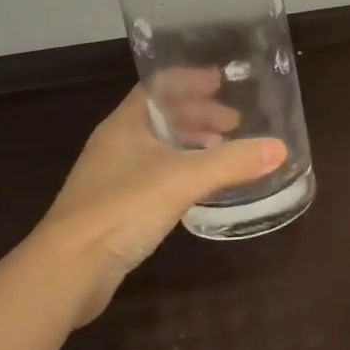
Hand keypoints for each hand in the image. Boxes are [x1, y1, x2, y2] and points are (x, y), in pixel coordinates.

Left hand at [33, 87, 285, 324]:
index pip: (159, 87)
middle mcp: (116, 143)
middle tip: (233, 123)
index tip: (221, 82)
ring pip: (158, 147)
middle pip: (160, 116)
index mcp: (125, 123)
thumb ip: (232, 162)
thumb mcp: (184, 178)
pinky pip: (154, 175)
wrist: (69, 268)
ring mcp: (111, 176)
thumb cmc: (123, 207)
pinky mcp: (114, 207)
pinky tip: (198, 188)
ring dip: (190, 144)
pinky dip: (180, 172)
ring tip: (222, 152)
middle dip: (198, 115)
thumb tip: (280, 148)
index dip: (190, 81)